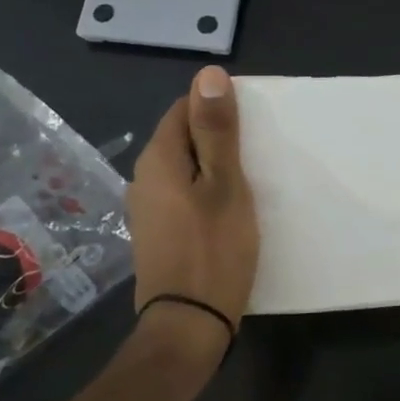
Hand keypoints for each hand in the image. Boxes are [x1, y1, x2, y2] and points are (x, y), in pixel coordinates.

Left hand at [127, 66, 259, 333]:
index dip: (217, 110)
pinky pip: (183, 194)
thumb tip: (208, 74)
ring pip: (184, 168)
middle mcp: (143, 178)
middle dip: (217, 139)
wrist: (188, 325)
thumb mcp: (225, 184)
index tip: (250, 129)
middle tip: (256, 155)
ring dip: (213, 167)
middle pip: (183, 137)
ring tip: (249, 182)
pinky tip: (228, 210)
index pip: (183, 108)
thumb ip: (217, 129)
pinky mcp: (157, 232)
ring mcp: (147, 208)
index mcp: (158, 159)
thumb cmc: (213, 248)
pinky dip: (205, 192)